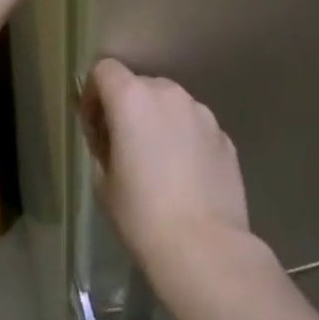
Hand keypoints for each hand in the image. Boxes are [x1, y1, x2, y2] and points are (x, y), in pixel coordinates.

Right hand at [79, 60, 250, 275]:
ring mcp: (202, 113)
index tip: (94, 126)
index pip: (105, 70)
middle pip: (140, 85)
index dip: (93, 93)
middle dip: (127, 108)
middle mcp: (169, 94)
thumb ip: (103, 145)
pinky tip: (185, 177)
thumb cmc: (142, 216)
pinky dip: (185, 140)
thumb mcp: (104, 182)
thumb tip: (112, 138)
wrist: (205, 250)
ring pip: (171, 105)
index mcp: (132, 99)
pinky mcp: (225, 137)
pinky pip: (195, 127)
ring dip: (158, 121)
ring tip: (158, 164)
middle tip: (122, 147)